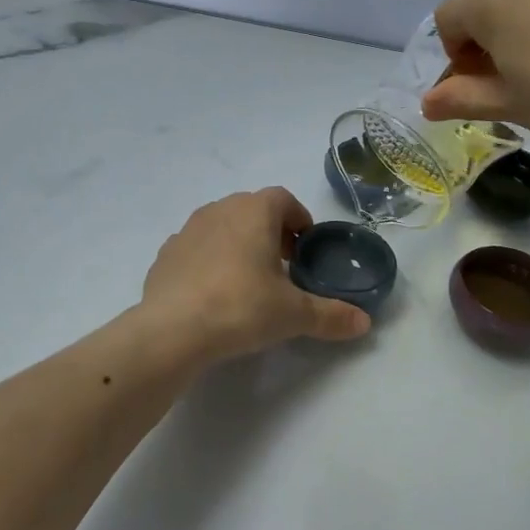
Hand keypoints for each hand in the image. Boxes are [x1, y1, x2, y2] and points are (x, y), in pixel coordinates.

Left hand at [141, 189, 372, 362]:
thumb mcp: (293, 314)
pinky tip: (214, 294)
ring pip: (222, 226)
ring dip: (239, 244)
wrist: (172, 330)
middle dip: (271, 232)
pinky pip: (196, 249)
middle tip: (284, 266)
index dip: (298, 218)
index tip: (305, 246)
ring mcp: (187, 230)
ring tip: (249, 280)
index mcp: (254, 212)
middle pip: (252, 210)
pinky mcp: (165, 254)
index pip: (283, 198)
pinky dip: (209, 261)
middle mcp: (219, 210)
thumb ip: (331, 315)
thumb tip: (364, 323)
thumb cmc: (241, 307)